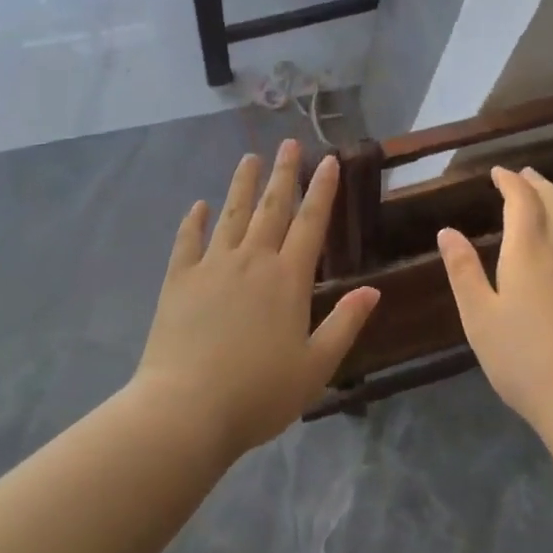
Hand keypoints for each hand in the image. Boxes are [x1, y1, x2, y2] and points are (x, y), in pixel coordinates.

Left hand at [134, 140, 379, 459]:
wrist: (186, 409)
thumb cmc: (258, 394)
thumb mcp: (315, 367)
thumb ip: (345, 325)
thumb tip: (373, 291)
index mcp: (288, 279)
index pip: (311, 223)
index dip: (322, 189)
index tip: (328, 160)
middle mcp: (252, 260)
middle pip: (272, 207)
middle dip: (283, 173)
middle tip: (289, 143)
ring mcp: (213, 266)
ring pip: (232, 213)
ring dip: (243, 184)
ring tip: (250, 157)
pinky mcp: (179, 279)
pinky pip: (188, 240)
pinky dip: (194, 220)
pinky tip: (199, 205)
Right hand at [439, 167, 552, 441]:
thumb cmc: (523, 360)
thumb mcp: (479, 318)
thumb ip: (463, 271)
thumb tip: (448, 231)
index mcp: (528, 252)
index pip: (522, 201)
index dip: (510, 181)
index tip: (497, 172)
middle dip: (537, 183)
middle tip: (522, 174)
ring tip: (544, 197)